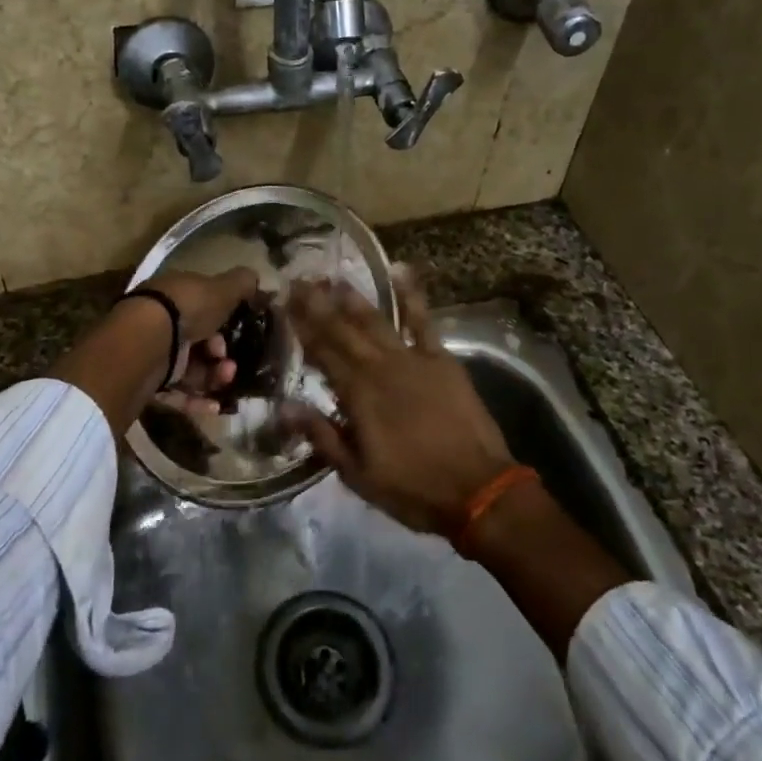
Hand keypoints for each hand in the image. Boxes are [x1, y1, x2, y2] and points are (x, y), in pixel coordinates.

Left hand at [143, 267, 259, 418]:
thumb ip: (240, 284)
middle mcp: (161, 319)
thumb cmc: (187, 308)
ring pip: (190, 367)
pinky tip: (215, 406)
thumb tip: (254, 277)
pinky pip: (176, 391)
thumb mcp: (221, 289)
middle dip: (220, 352)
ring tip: (226, 379)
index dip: (223, 318)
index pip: (202, 304)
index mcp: (176, 293)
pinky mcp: (147, 379)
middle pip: (197, 339)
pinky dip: (196, 399)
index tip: (237, 329)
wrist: (145, 341)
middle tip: (230, 361)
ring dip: (213, 376)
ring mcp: (153, 350)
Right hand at [284, 269, 516, 535]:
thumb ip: (321, 435)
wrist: (479, 490)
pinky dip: (411, 295)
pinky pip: (423, 321)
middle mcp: (380, 367)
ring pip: (376, 321)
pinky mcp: (441, 359)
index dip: (301, 327)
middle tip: (298, 280)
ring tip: (333, 278)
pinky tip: (399, 270)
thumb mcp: (357, 474)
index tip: (283, 303)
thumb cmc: (412, 488)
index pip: (322, 352)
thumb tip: (283, 406)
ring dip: (353, 298)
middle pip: (343, 330)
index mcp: (358, 394)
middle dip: (318, 305)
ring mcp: (413, 359)